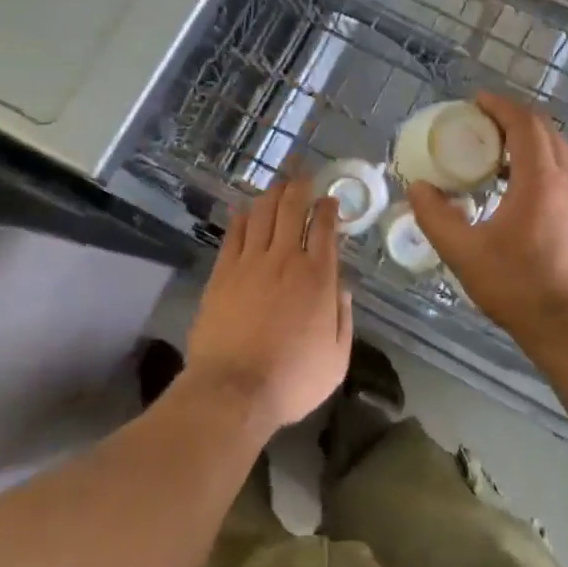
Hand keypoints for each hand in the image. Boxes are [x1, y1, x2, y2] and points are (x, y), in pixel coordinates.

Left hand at [185, 175, 352, 431]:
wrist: (233, 390)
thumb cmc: (291, 380)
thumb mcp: (336, 359)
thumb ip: (343, 319)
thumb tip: (343, 289)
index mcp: (318, 278)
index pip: (324, 228)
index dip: (328, 208)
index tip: (330, 200)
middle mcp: (285, 259)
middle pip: (292, 208)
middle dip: (300, 187)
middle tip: (303, 176)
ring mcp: (250, 262)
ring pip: (262, 213)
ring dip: (272, 194)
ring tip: (278, 185)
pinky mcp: (223, 271)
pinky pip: (234, 233)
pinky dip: (242, 215)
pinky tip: (245, 208)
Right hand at [409, 93, 567, 346]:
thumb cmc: (517, 286)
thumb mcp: (464, 252)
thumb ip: (435, 216)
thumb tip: (417, 188)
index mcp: (541, 180)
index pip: (524, 124)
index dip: (500, 106)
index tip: (475, 101)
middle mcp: (567, 180)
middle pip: (545, 130)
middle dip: (513, 117)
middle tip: (480, 121)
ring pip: (557, 150)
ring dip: (527, 139)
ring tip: (493, 148)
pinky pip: (561, 171)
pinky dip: (538, 161)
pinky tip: (514, 184)